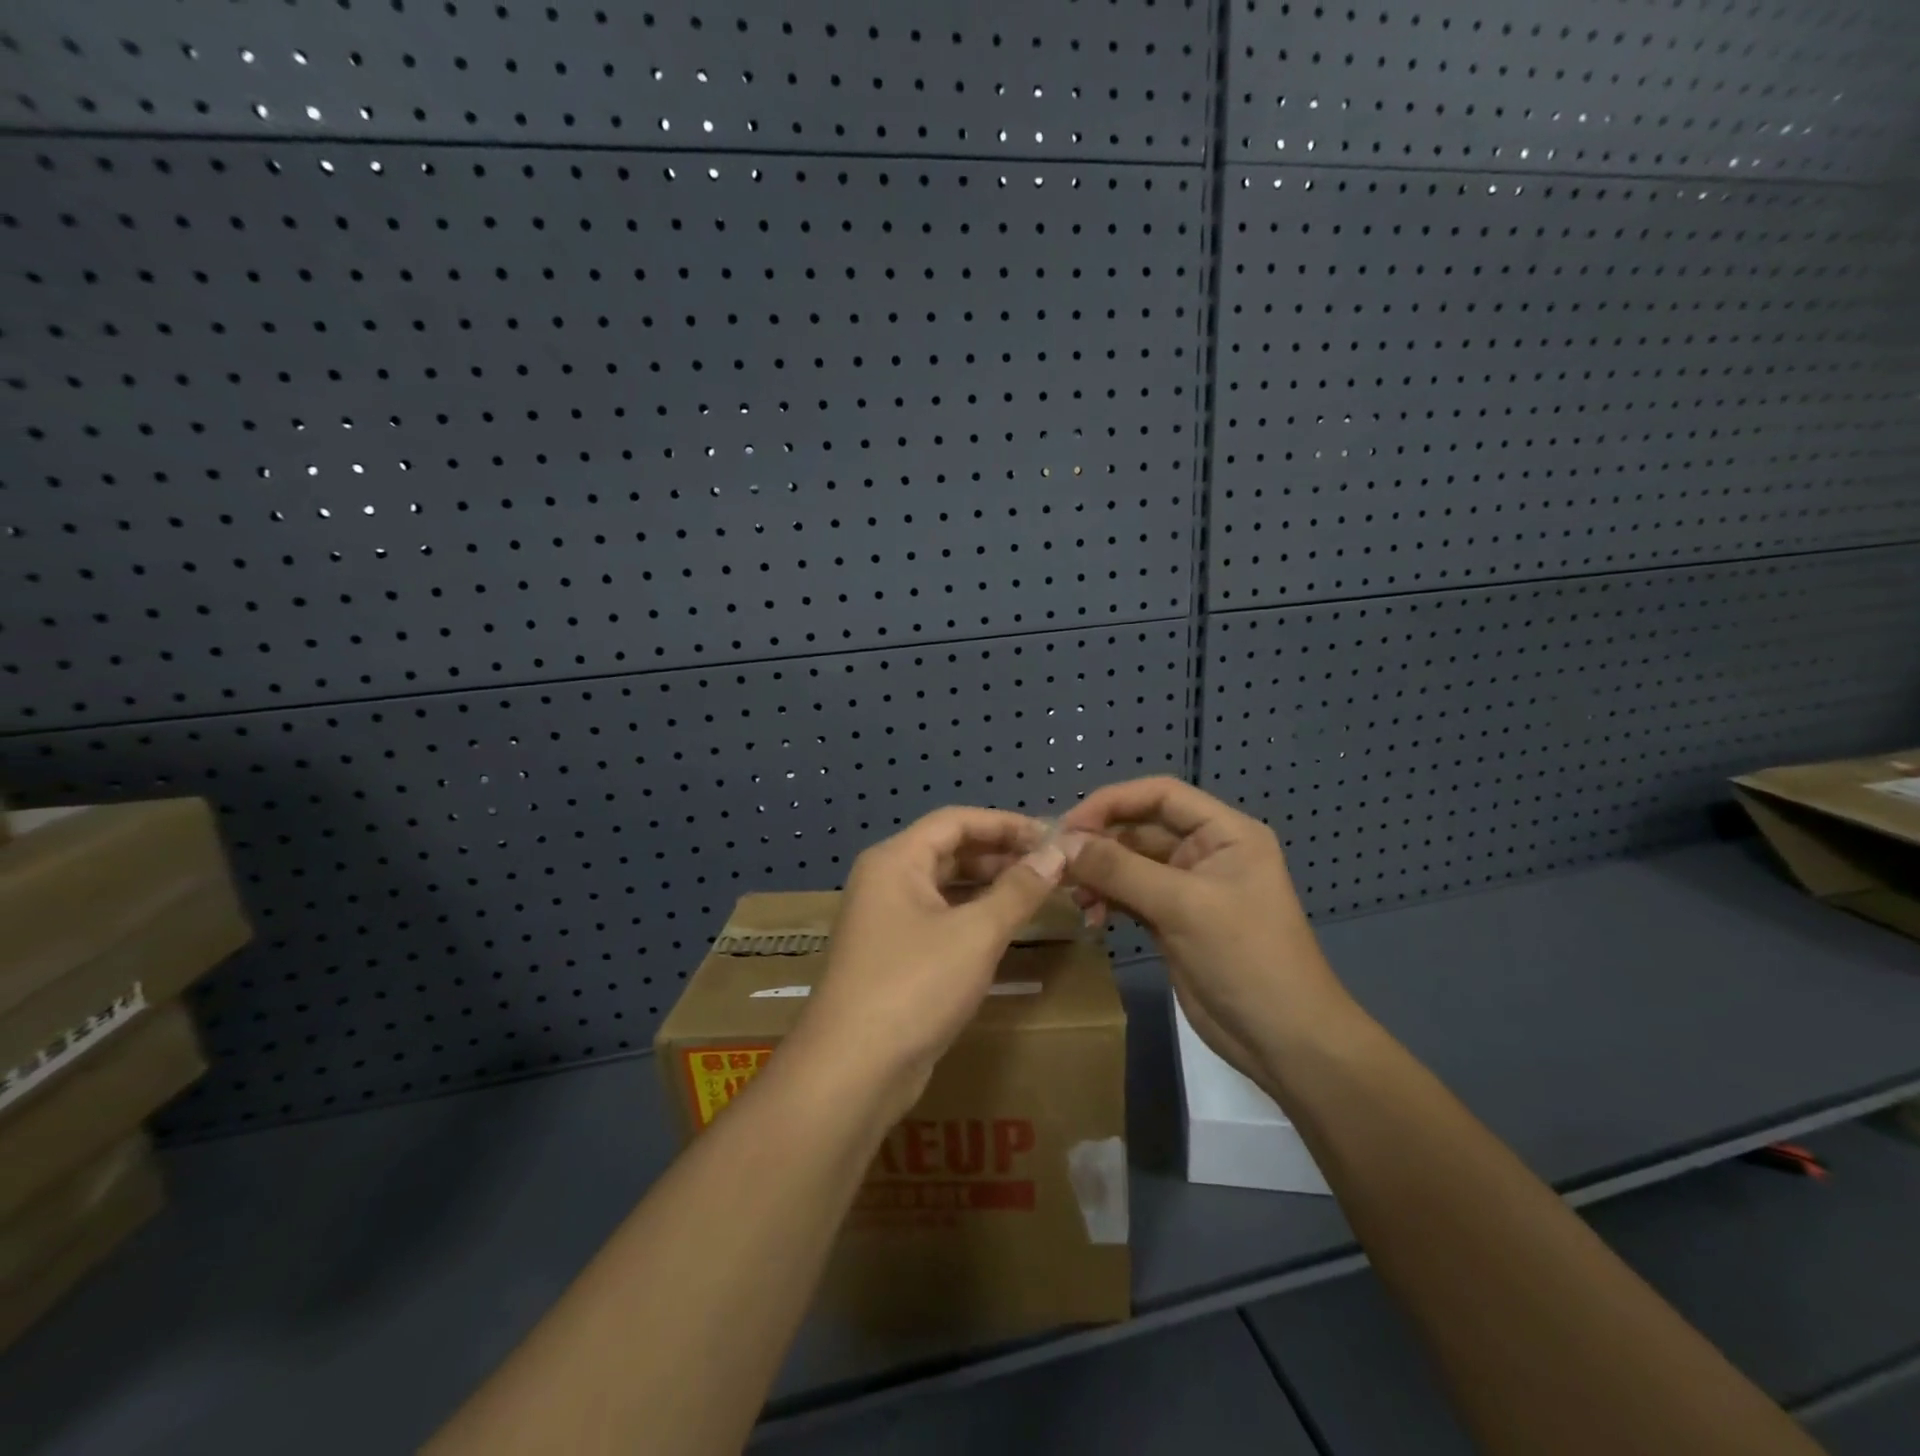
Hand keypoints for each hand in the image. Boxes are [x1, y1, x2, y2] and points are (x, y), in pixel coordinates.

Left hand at [791, 807, 1068, 1121]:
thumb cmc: (915, 986)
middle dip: (1000, 854)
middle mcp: (886, 881)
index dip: (1005, 824)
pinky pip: (940, 919)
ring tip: (1037, 892)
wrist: (853, 1070)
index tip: (1050, 836)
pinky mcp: (894, 956)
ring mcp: (886, 920)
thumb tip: (1058, 852)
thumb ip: (1019, 890)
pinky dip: (973, 916)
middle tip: (1051, 866)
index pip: (956, 821)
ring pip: (945, 887)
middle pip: (949, 851)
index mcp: (895, 860)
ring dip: (989, 886)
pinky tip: (1006, 927)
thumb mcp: (976, 934)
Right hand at [1058, 777, 1354, 1087]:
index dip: (1112, 801)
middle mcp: (1205, 852)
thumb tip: (1062, 844)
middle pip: (1140, 828)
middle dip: (1099, 842)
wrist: (1285, 1041)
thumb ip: (1121, 870)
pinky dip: (1107, 900)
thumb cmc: (1246, 959)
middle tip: (1057, 864)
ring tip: (1074, 897)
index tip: (1069, 826)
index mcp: (1224, 833)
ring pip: (1130, 863)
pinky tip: (1091, 916)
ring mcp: (1188, 888)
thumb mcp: (1184, 907)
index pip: (1160, 795)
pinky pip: (1130, 895)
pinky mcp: (1173, 921)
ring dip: (1099, 874)